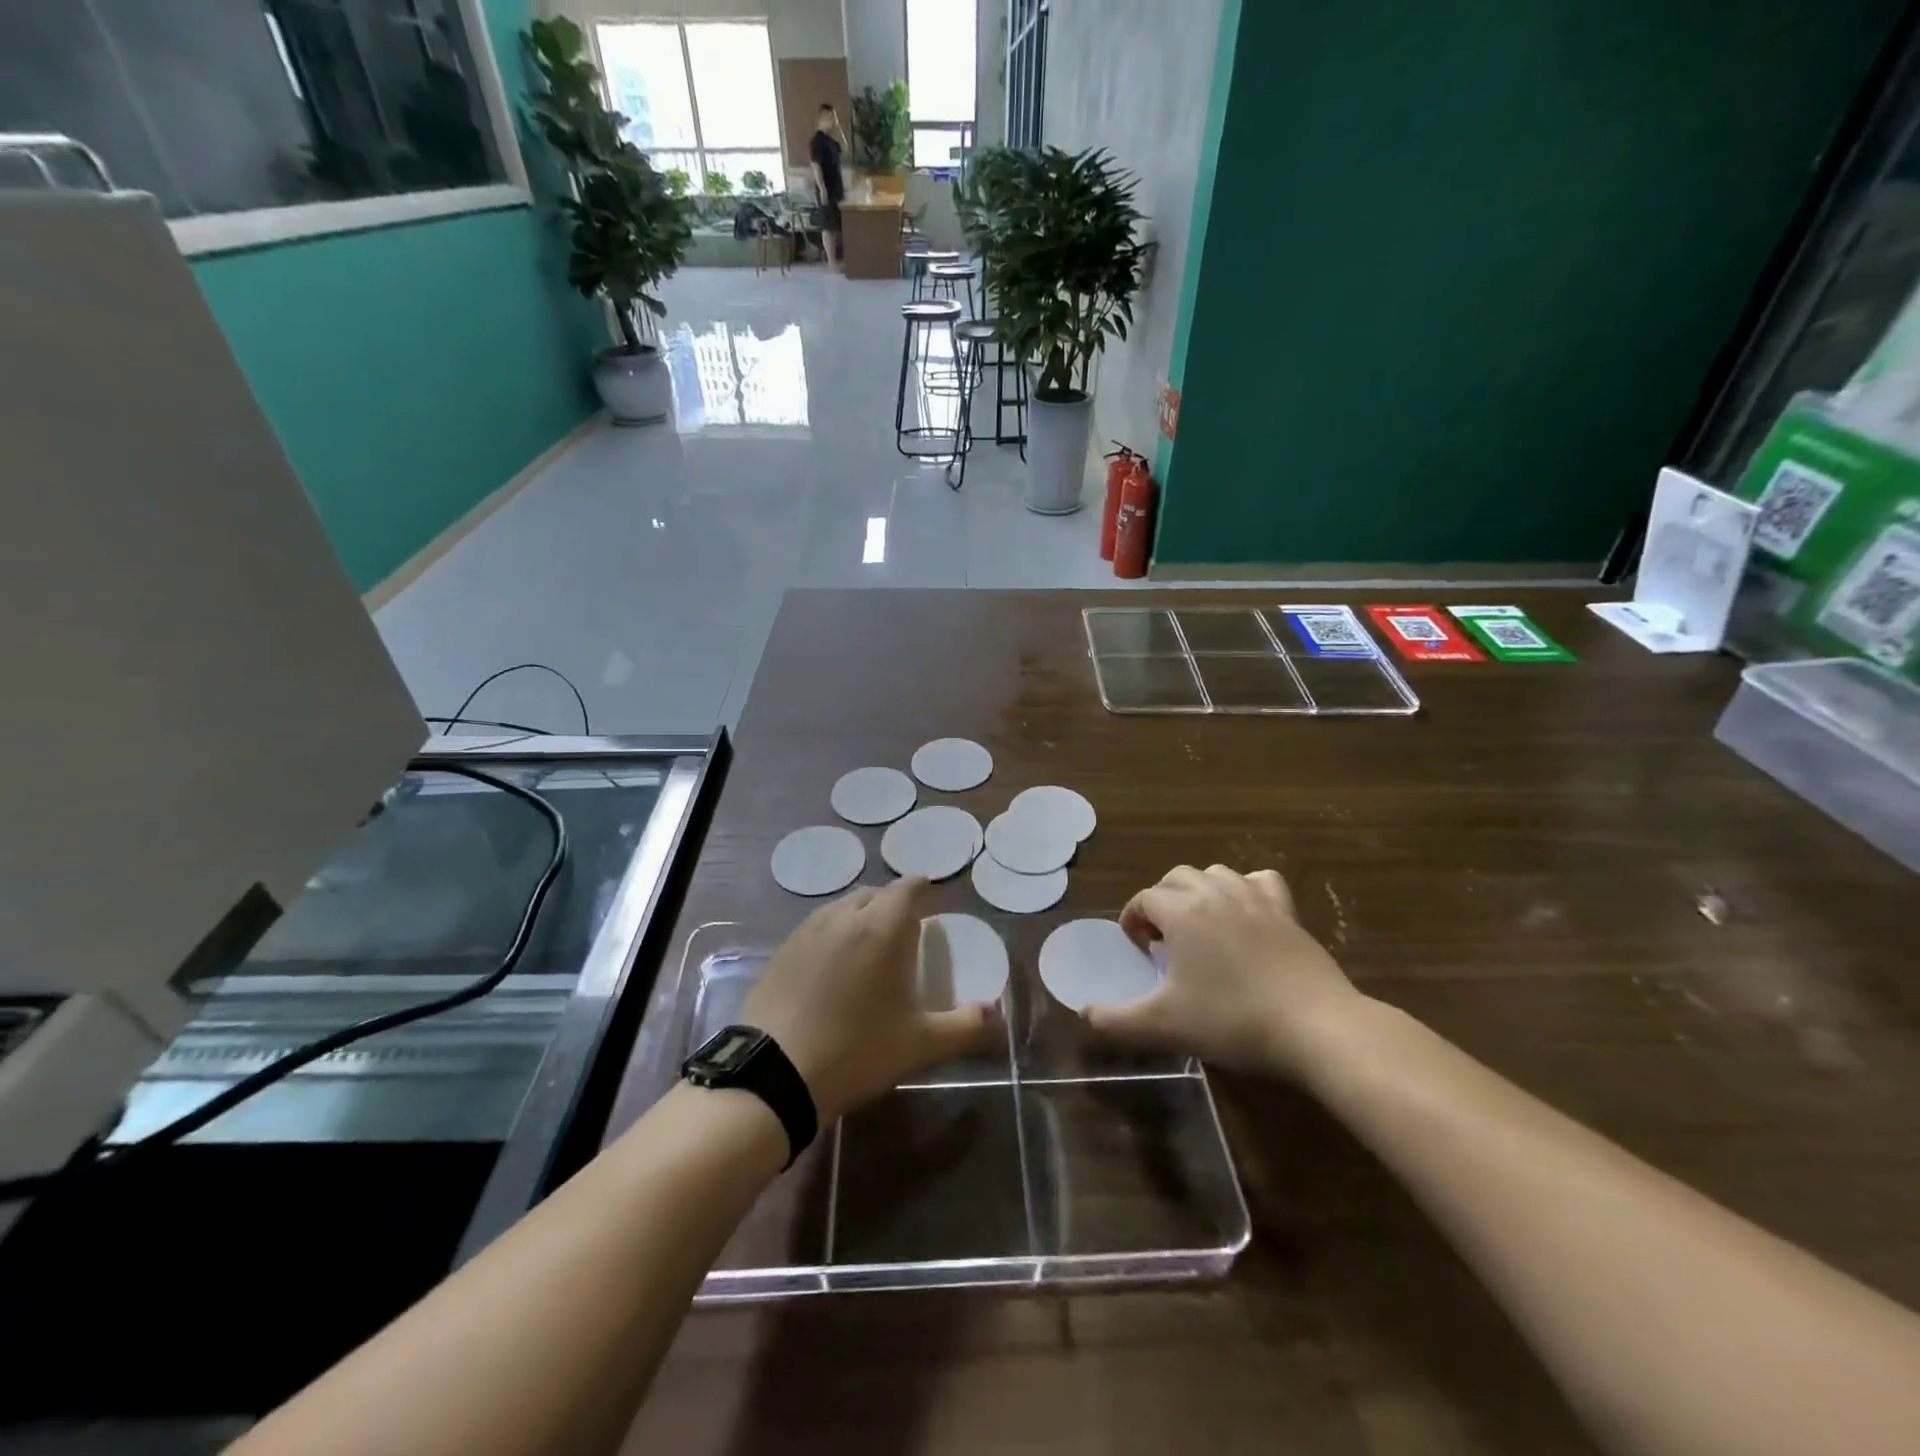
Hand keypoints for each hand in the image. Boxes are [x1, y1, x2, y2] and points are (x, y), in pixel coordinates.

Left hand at [743, 879, 994, 1122]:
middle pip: (876, 894)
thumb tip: (997, 1014)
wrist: (773, 1073)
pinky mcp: (782, 949)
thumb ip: (966, 1026)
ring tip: (868, 952)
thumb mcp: (920, 1045)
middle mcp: (845, 915)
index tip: (931, 906)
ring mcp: (808, 930)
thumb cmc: (856, 1051)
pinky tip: (831, 970)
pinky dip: (832, 936)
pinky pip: (816, 927)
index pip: (908, 887)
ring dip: (861, 918)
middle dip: (893, 905)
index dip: (922, 890)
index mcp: (882, 927)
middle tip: (904, 936)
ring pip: (843, 907)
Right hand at [1086, 865, 1364, 1079]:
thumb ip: (1118, 1021)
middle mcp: (1214, 894)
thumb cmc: (1232, 1020)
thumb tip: (1085, 1014)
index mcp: (1181, 912)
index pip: (1144, 898)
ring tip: (1200, 925)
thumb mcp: (1165, 1026)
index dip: (1133, 920)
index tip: (1138, 950)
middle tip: (1164, 940)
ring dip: (1199, 892)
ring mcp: (1254, 898)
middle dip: (1162, 901)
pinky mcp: (1287, 911)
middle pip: (1176, 878)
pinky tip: (1246, 913)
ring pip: (1216, 873)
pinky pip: (1260, 881)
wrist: (1314, 1025)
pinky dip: (1247, 889)